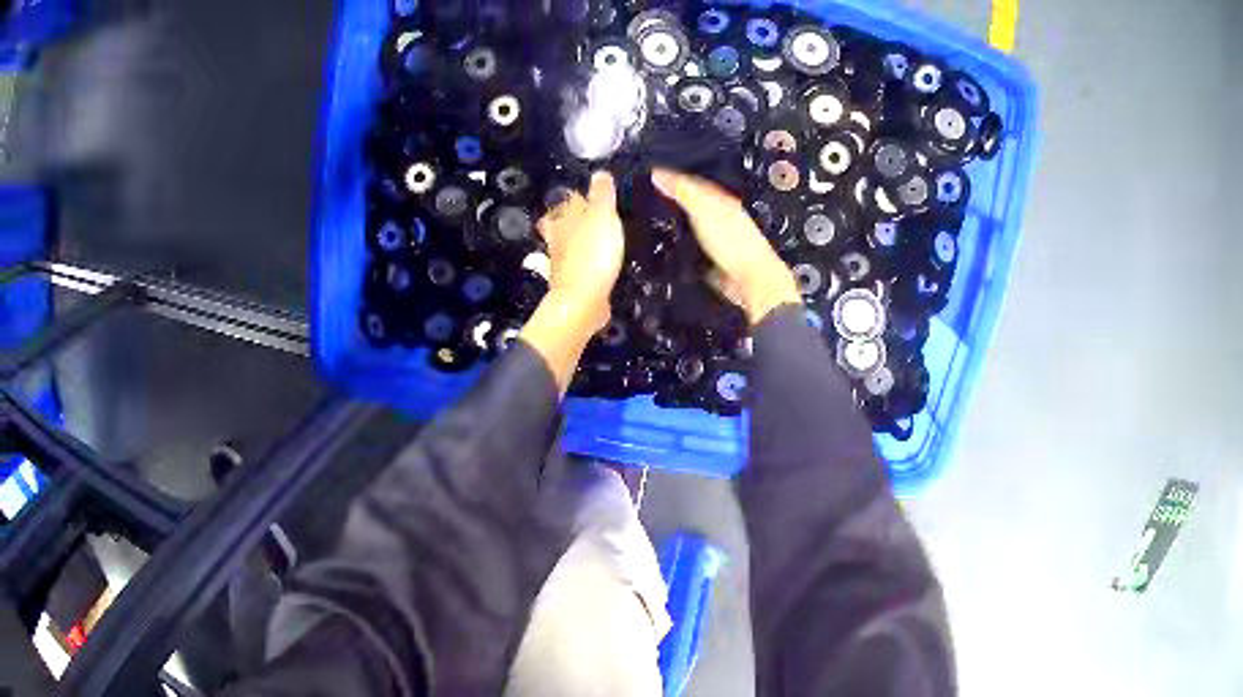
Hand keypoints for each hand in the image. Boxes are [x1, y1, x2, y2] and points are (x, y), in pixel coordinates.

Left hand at [537, 171, 624, 332]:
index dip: (575, 196)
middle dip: (567, 218)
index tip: (586, 194)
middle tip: (582, 214)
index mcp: (563, 218)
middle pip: (558, 222)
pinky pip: (576, 264)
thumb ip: (601, 194)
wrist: (583, 300)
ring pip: (564, 243)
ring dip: (573, 239)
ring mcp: (561, 261)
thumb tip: (599, 172)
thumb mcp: (602, 215)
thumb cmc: (592, 252)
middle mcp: (557, 237)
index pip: (565, 200)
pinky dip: (582, 261)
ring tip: (589, 236)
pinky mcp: (571, 281)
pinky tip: (592, 262)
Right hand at [652, 168, 799, 324]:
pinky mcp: (710, 258)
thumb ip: (682, 191)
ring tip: (655, 216)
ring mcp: (715, 238)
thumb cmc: (737, 243)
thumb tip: (659, 174)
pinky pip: (690, 246)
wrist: (748, 279)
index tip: (653, 173)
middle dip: (672, 198)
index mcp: (721, 200)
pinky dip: (679, 243)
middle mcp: (720, 216)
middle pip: (691, 202)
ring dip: (675, 221)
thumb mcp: (703, 210)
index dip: (673, 176)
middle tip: (651, 192)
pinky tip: (669, 244)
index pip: (693, 181)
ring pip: (690, 224)